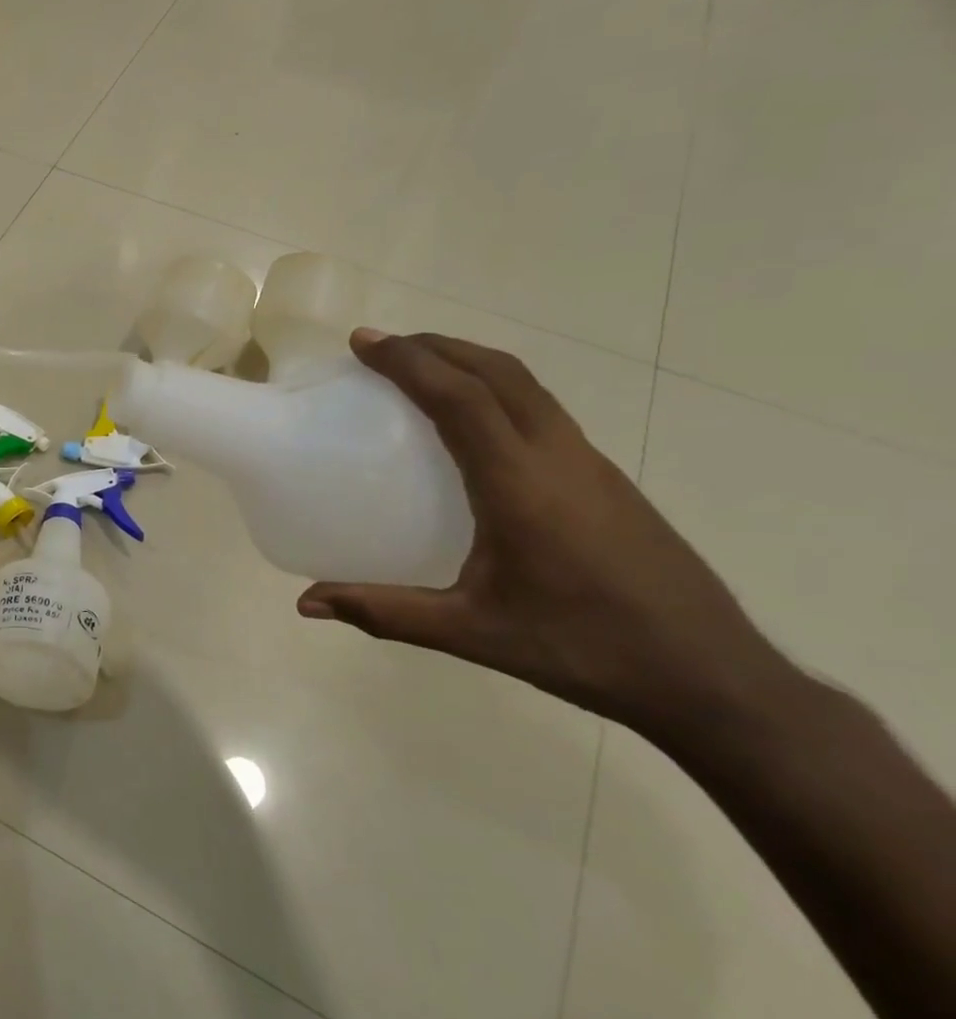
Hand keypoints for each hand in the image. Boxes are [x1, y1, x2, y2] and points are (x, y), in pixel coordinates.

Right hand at [297, 330, 774, 730]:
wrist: (709, 675)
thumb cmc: (582, 648)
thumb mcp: (471, 632)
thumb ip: (384, 612)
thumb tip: (309, 604)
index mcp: (520, 483)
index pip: (461, 398)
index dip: (409, 362)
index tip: (363, 342)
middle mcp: (558, 456)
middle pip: (498, 372)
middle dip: (437, 347)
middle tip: (383, 346)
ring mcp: (589, 463)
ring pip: (526, 385)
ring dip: (471, 362)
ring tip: (423, 369)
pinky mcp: (604, 478)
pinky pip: (541, 409)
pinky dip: (497, 389)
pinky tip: (476, 424)